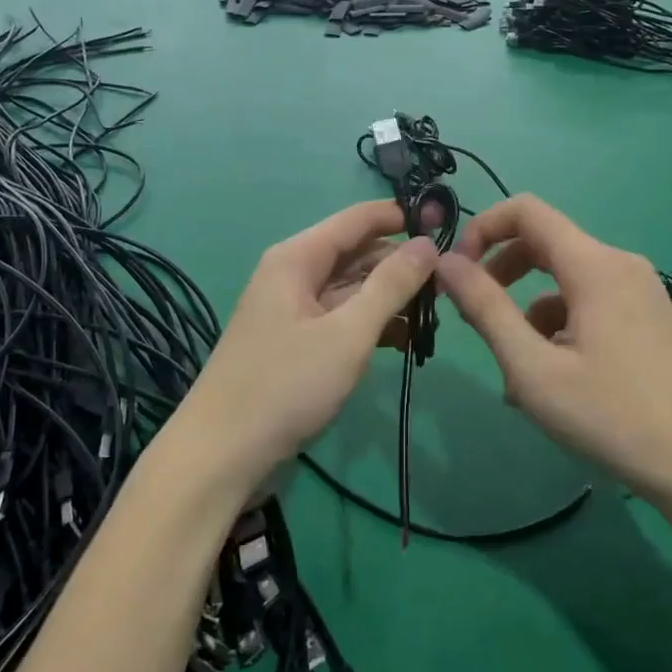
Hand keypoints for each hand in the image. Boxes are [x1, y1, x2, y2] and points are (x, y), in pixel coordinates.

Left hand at [172, 201, 437, 495]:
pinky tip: (405, 341)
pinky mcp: (298, 342)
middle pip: (356, 253)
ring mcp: (294, 310)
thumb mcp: (347, 334)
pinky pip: (342, 318)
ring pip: (352, 288)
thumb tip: (428, 243)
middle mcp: (294, 274)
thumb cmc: (285, 385)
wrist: (221, 456)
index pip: (358, 219)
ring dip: (390, 298)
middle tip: (450, 282)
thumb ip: (391, 285)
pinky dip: (372, 324)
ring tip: (436, 314)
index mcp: (297, 258)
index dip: (402, 216)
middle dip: (401, 264)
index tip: (446, 221)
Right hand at [434, 195, 671, 506]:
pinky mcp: (648, 318)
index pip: (526, 210)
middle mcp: (619, 264)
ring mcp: (639, 291)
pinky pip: (589, 304)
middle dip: (500, 273)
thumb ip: (485, 309)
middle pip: (544, 243)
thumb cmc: (614, 418)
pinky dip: (558, 327)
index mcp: (594, 265)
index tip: (458, 273)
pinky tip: (551, 381)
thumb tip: (446, 263)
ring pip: (564, 280)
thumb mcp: (533, 368)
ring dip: (527, 310)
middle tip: (474, 319)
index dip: (482, 229)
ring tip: (513, 372)